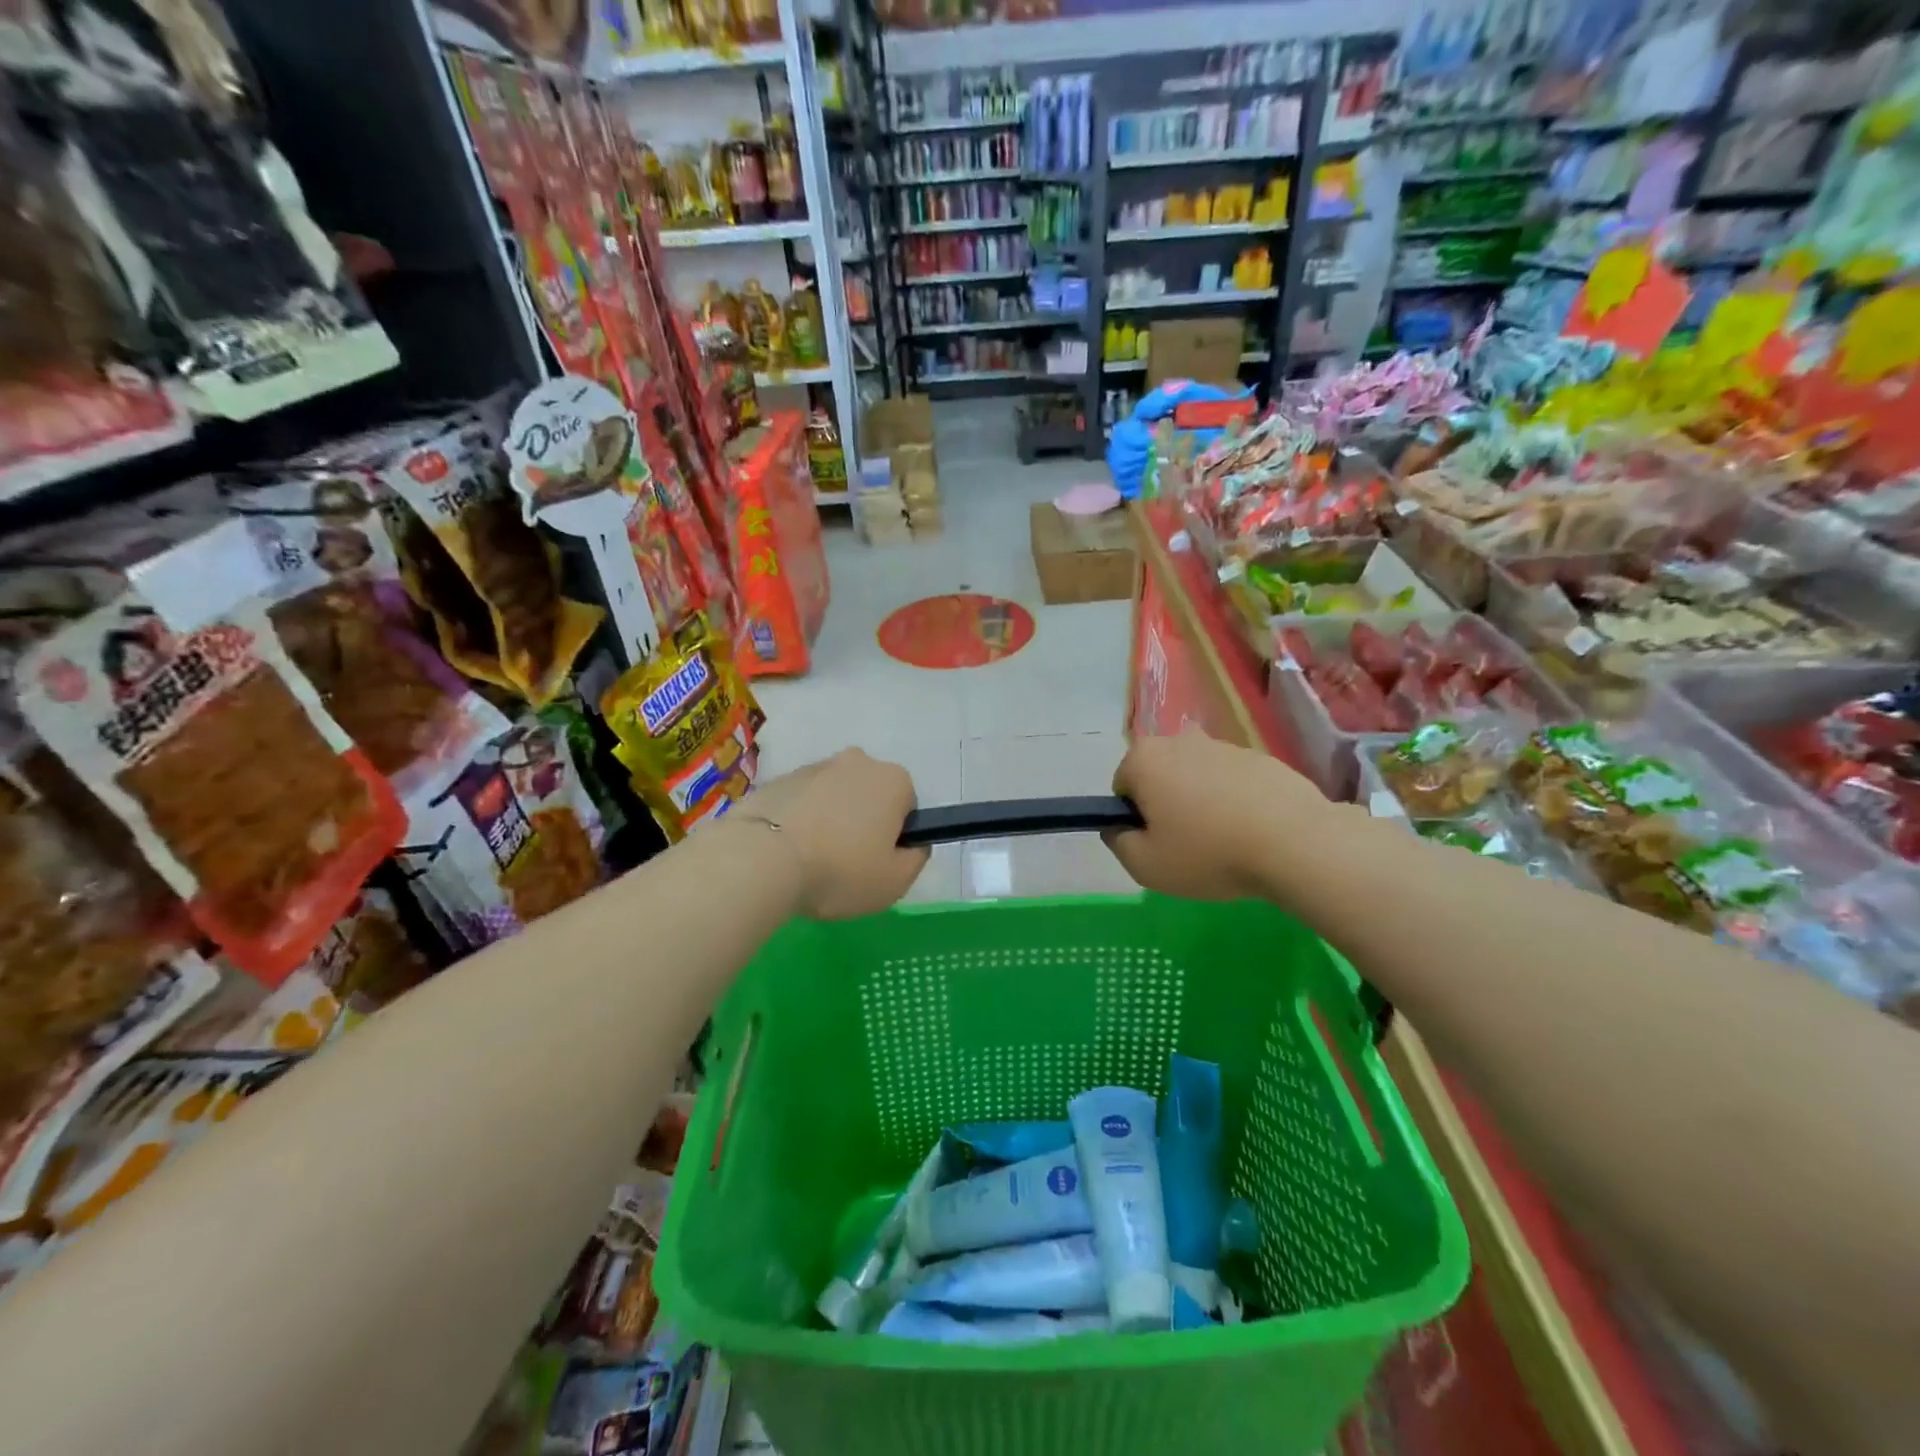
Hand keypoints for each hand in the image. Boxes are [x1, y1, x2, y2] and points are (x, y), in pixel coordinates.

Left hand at [742, 749, 928, 918]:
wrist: (760, 859)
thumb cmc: (839, 870)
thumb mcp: (895, 881)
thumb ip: (916, 859)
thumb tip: (912, 844)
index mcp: (893, 780)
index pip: (907, 807)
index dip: (895, 838)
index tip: (877, 862)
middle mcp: (857, 762)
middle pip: (869, 796)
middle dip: (862, 823)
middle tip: (845, 864)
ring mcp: (814, 766)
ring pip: (833, 797)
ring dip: (829, 821)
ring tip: (810, 861)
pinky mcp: (778, 779)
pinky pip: (801, 803)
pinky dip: (799, 822)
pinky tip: (787, 852)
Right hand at [1105, 730, 1334, 902]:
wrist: (1295, 843)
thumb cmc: (1208, 852)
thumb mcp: (1144, 865)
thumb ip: (1118, 842)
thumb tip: (1119, 828)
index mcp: (1145, 758)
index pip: (1123, 787)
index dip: (1135, 819)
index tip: (1157, 844)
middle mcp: (1180, 740)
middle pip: (1160, 777)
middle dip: (1167, 806)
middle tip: (1187, 845)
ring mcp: (1225, 746)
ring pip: (1197, 778)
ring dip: (1201, 803)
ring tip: (1225, 843)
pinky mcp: (1261, 758)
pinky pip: (1234, 782)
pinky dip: (1235, 803)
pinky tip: (1252, 833)